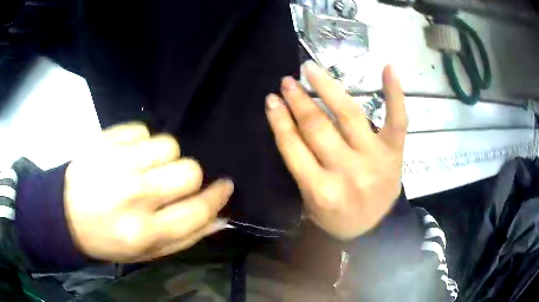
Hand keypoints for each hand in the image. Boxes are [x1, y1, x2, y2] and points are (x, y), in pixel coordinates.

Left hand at [64, 123, 233, 261]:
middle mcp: (133, 196)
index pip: (197, 210)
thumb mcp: (147, 253)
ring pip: (167, 145)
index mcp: (144, 232)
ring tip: (144, 168)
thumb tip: (220, 218)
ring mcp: (117, 162)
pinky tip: (126, 155)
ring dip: (163, 158)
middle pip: (188, 170)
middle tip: (171, 182)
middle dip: (188, 176)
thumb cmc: (106, 239)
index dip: (217, 197)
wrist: (64, 214)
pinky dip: (140, 142)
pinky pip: (141, 130)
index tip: (225, 187)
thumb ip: (186, 237)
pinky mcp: (105, 140)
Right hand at [265, 62, 407, 239]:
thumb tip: (289, 124)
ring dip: (327, 87)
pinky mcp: (395, 152)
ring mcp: (375, 159)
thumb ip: (301, 168)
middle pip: (317, 127)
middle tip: (287, 81)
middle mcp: (347, 172)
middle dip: (299, 100)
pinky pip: (397, 119)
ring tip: (311, 69)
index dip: (279, 120)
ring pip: (348, 115)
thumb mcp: (310, 202)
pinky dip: (394, 93)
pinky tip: (388, 68)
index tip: (271, 100)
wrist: (376, 229)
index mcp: (321, 190)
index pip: (293, 147)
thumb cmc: (338, 218)